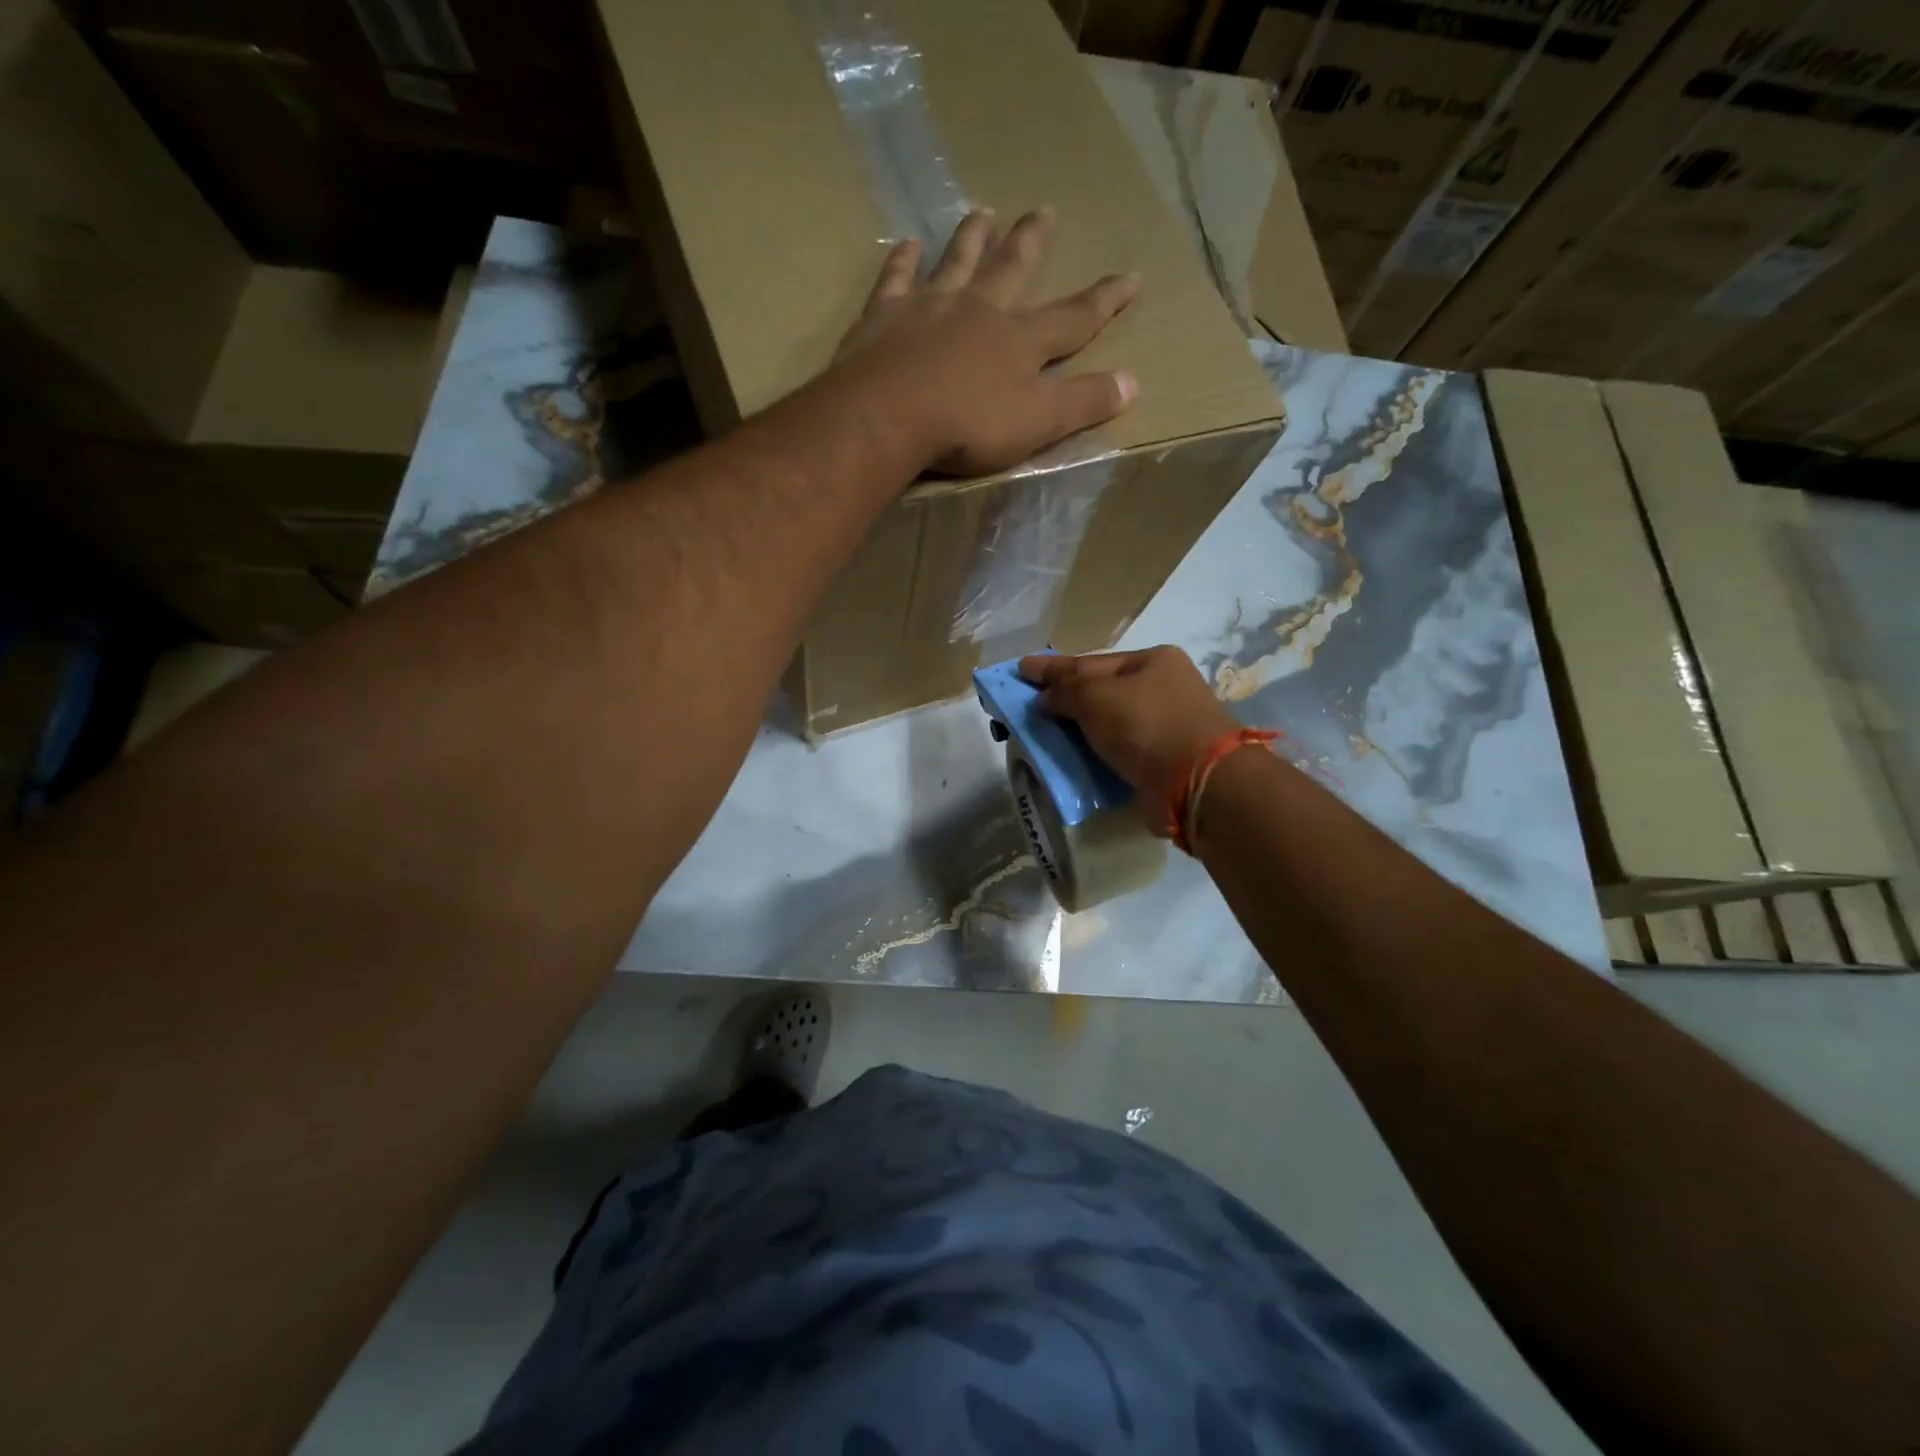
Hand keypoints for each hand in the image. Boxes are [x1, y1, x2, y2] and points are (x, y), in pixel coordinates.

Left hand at [831, 209, 1139, 476]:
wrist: (887, 415)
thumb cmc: (967, 425)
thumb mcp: (1037, 423)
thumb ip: (1083, 403)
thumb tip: (1132, 383)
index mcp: (1019, 342)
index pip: (1073, 318)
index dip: (1104, 300)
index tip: (1130, 276)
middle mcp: (979, 311)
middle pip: (1012, 269)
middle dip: (1031, 243)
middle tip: (1044, 210)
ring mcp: (929, 308)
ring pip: (957, 262)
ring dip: (972, 237)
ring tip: (983, 211)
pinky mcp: (884, 317)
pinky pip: (896, 278)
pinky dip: (903, 260)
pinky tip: (907, 244)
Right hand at [1020, 647, 1238, 825]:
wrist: (1198, 783)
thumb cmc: (1146, 724)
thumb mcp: (1095, 697)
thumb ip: (1064, 691)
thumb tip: (1045, 698)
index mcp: (1152, 661)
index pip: (1090, 662)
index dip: (1052, 668)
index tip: (1020, 668)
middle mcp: (1163, 688)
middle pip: (1101, 691)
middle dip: (1065, 699)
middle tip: (1029, 704)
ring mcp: (1167, 726)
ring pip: (1109, 724)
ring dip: (1078, 730)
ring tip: (1043, 734)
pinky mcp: (1163, 761)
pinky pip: (1118, 752)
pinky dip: (1094, 754)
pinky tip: (1071, 759)